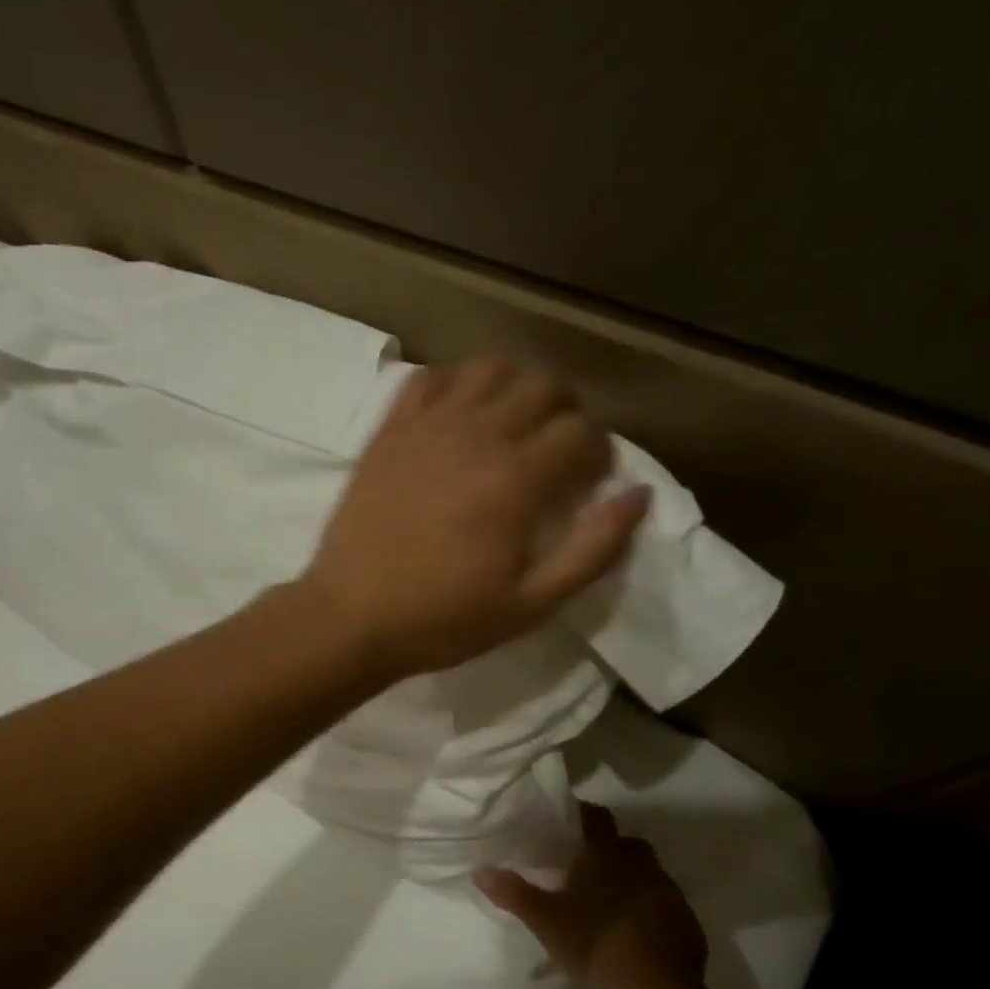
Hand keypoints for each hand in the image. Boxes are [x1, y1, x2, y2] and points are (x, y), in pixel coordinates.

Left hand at [300, 360, 648, 676]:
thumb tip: (638, 495)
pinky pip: (428, 379)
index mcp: (515, 479)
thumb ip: (592, 550)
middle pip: (542, 386)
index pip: (580, 431)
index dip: (598, 451)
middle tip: (558, 449)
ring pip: (487, 369)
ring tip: (512, 424)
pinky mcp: (388, 432)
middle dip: (565, 411)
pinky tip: (457, 415)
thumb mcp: (531, 604)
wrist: (350, 617)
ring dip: (514, 386)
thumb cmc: (442, 619)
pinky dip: (454, 384)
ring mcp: (425, 427)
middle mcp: (475, 435)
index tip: (589, 480)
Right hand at [477, 805, 707, 988]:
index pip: (596, 817)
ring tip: (610, 904)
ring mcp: (669, 894)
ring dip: (633, 881)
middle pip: (628, 844)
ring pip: (650, 874)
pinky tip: (636, 933)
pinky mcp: (688, 924)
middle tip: (588, 869)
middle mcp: (641, 866)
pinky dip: (652, 911)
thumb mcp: (544, 920)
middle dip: (611, 850)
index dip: (583, 814)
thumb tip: (479, 869)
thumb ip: (512, 892)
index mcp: (605, 856)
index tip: (568, 822)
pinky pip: (667, 906)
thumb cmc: (593, 943)